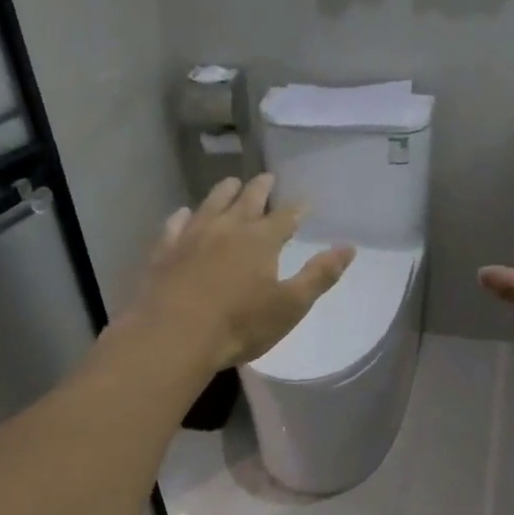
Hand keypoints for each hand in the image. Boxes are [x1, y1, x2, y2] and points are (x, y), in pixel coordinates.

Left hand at [130, 175, 354, 372]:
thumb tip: (348, 248)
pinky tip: (184, 214)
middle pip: (246, 200)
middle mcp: (227, 228)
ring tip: (231, 183)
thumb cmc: (240, 325)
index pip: (285, 217)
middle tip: (267, 177)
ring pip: (211, 204)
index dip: (298, 209)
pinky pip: (175, 225)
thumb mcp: (290, 305)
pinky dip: (183, 216)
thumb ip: (319, 275)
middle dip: (260, 188)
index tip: (306, 201)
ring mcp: (192, 236)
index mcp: (261, 240)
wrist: (174, 336)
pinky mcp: (165, 251)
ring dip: (224, 192)